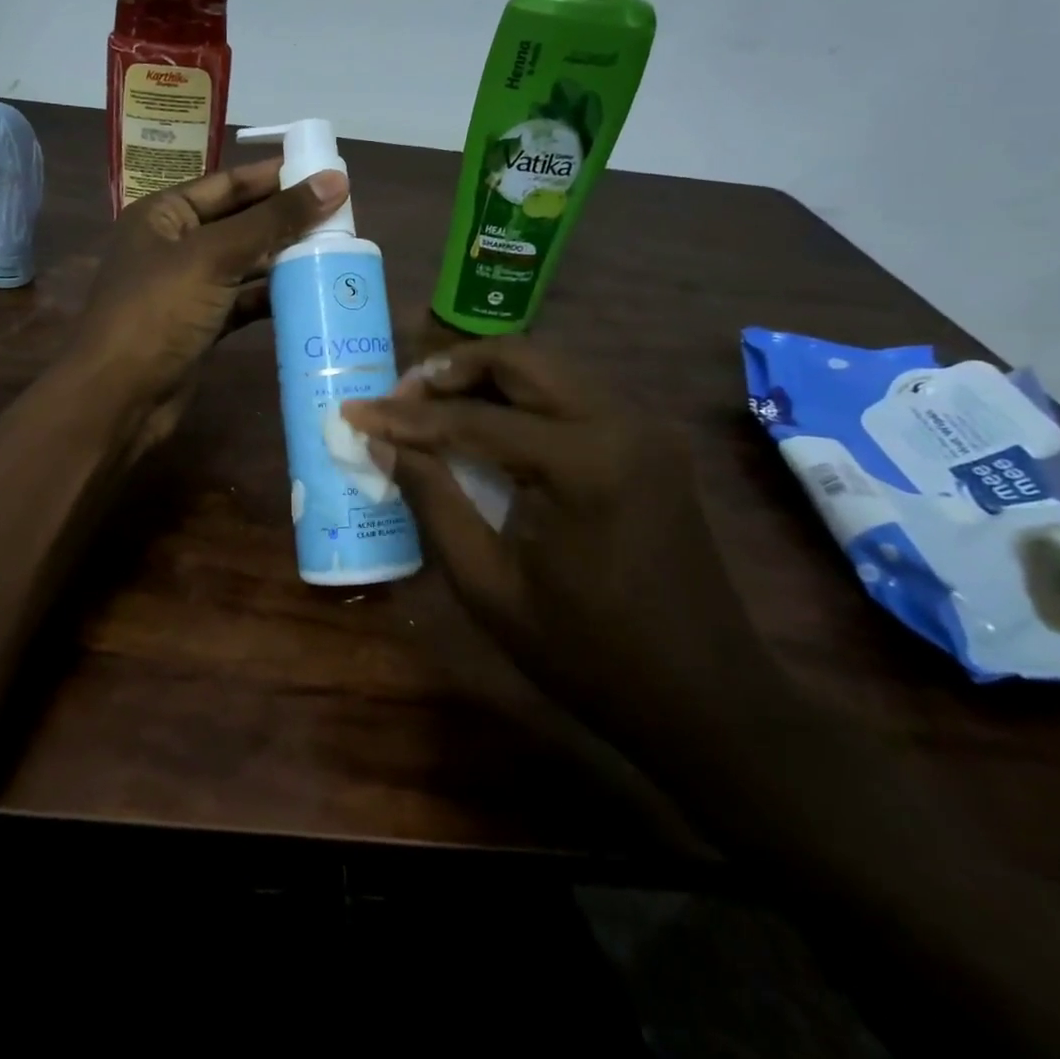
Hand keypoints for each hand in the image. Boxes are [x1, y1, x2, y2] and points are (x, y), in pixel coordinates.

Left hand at [75, 159, 347, 450]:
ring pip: (245, 264)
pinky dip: (273, 297)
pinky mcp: (202, 326)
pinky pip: (244, 301)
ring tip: (337, 250)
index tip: (327, 172)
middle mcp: (175, 246)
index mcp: (164, 215)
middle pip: (240, 223)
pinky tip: (310, 292)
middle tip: (343, 215)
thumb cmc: (158, 312)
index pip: (227, 184)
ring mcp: (188, 289)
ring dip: (285, 259)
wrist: (120, 397)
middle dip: (286, 219)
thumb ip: (273, 220)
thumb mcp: (213, 256)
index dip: (275, 176)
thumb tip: (334, 181)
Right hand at [343, 338, 800, 773]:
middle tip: (399, 399)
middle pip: (519, 360)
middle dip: (450, 371)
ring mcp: (644, 427)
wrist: (706, 698)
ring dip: (485, 378)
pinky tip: (488, 426)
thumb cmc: (587, 655)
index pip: (473, 419)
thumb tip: (385, 444)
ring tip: (432, 408)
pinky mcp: (650, 441)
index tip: (354, 410)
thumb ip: (433, 501)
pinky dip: (521, 398)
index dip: (405, 416)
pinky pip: (572, 394)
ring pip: (548, 368)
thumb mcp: (488, 585)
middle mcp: (620, 422)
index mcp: (583, 462)